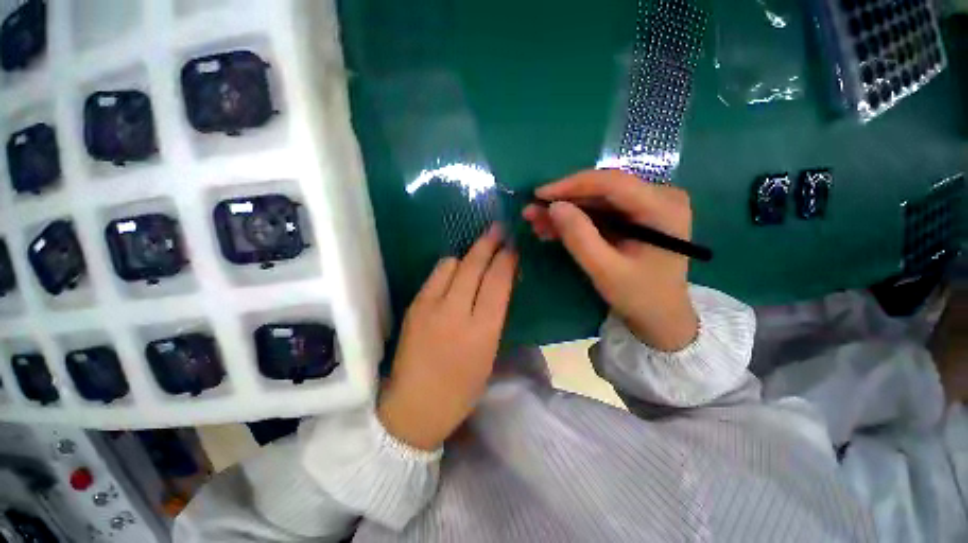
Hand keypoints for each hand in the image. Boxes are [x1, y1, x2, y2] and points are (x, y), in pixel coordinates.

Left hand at [378, 226, 517, 451]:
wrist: (415, 405)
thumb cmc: (462, 387)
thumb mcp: (489, 353)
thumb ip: (494, 315)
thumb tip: (500, 285)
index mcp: (482, 331)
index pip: (497, 282)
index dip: (506, 260)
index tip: (513, 247)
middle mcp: (455, 313)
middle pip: (474, 266)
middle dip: (489, 243)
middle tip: (498, 229)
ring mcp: (429, 307)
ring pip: (451, 264)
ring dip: (467, 256)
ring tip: (476, 255)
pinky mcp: (413, 306)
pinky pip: (435, 275)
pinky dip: (449, 268)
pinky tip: (455, 271)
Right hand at [523, 169, 697, 351]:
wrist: (661, 317)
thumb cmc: (639, 297)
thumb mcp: (605, 270)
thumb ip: (579, 238)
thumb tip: (553, 206)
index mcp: (662, 208)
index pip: (612, 183)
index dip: (571, 185)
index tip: (539, 195)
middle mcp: (659, 197)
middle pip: (602, 190)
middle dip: (563, 201)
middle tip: (531, 212)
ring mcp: (648, 206)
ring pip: (596, 201)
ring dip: (565, 211)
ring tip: (536, 223)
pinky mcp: (635, 217)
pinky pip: (600, 212)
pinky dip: (575, 221)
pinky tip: (552, 230)